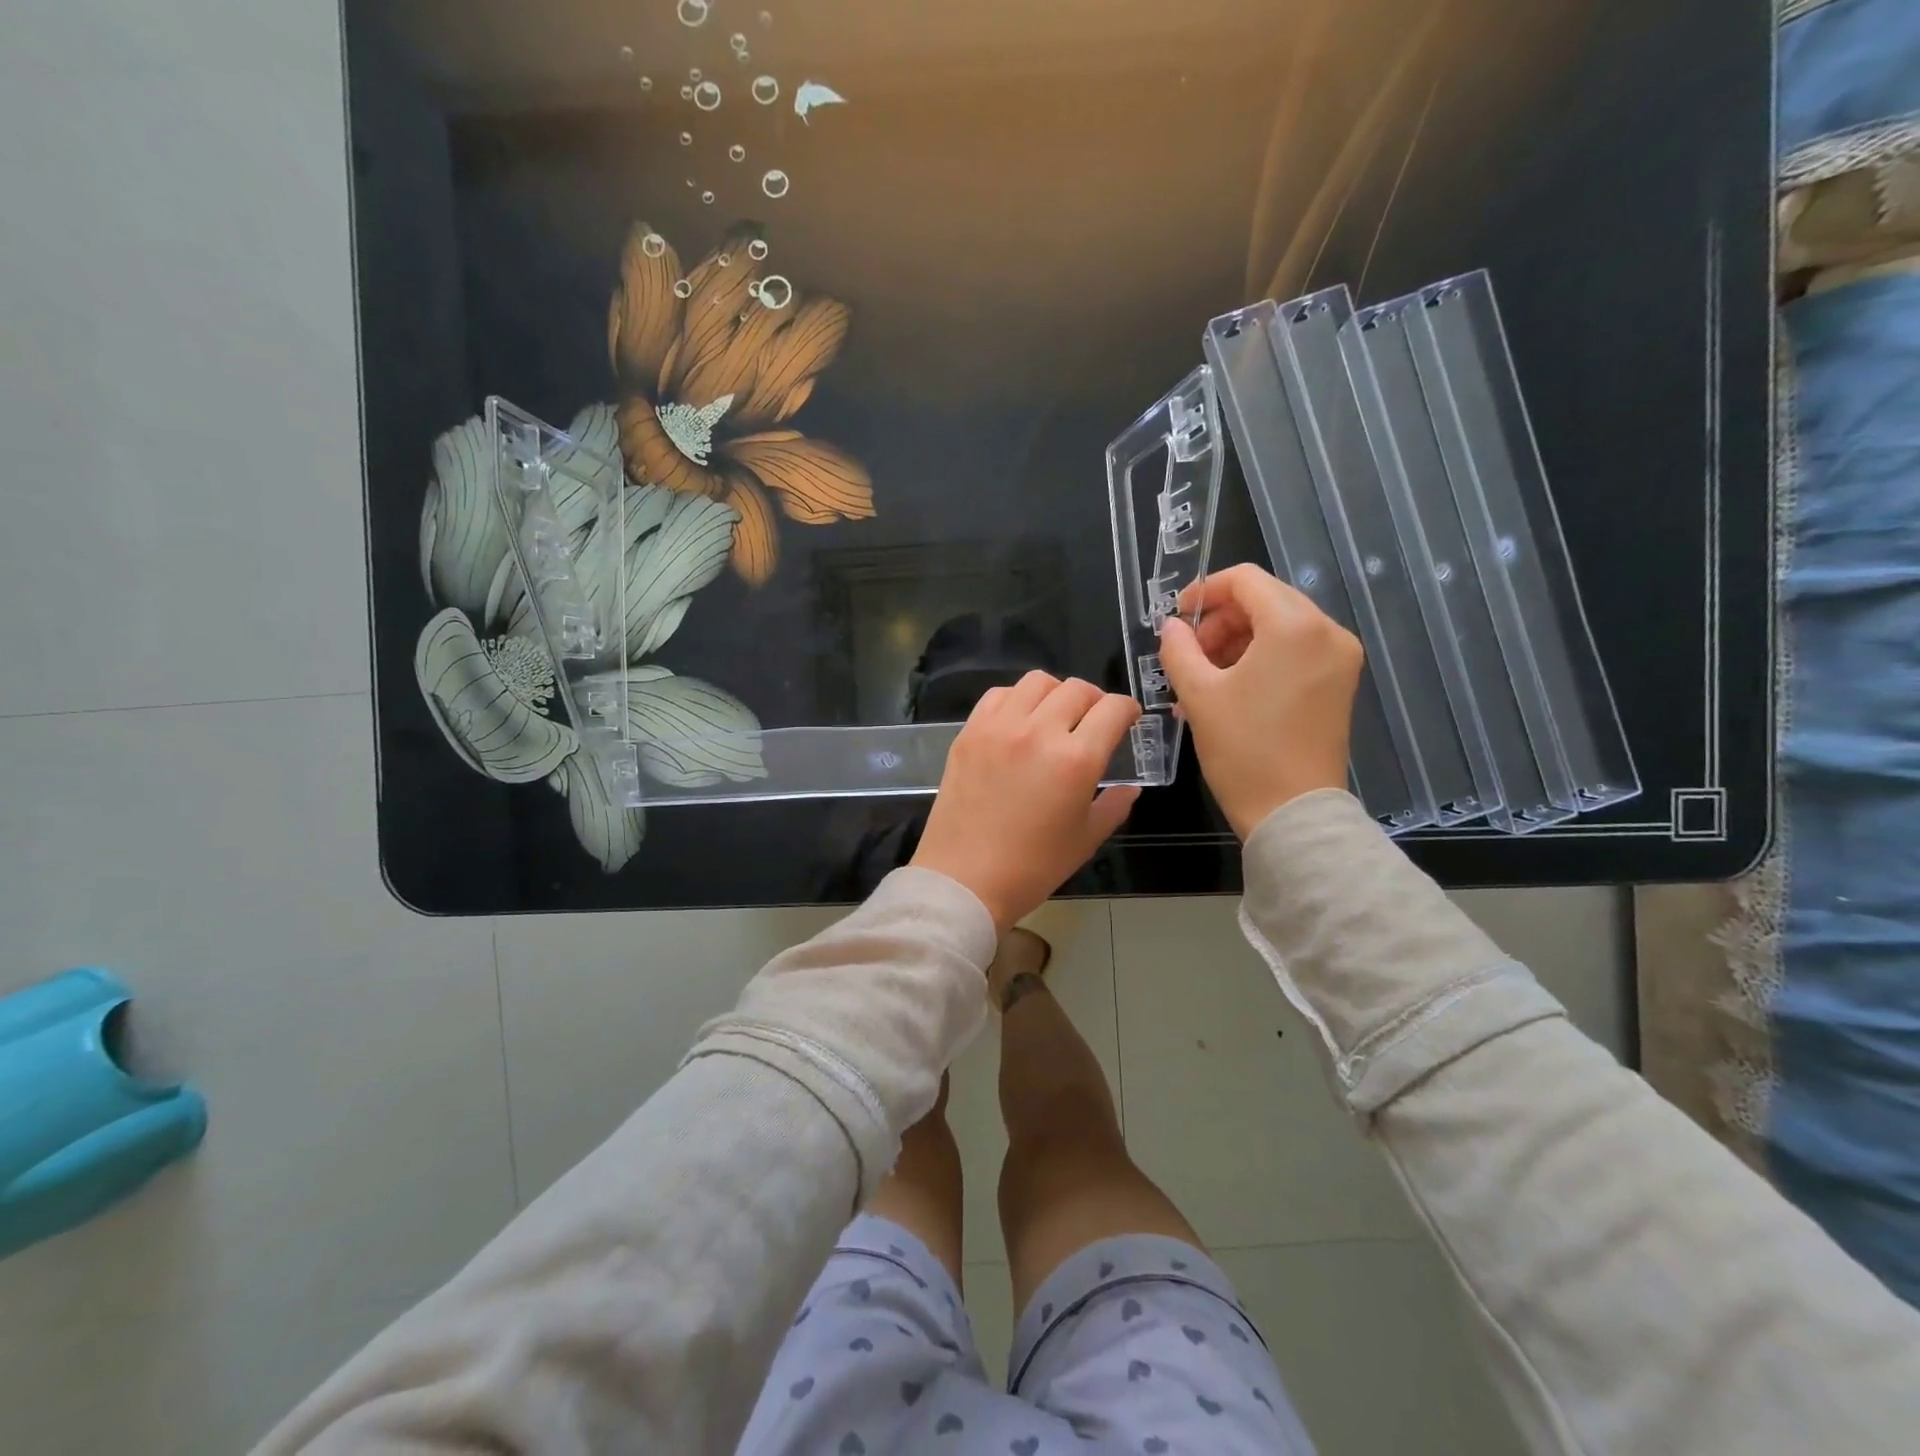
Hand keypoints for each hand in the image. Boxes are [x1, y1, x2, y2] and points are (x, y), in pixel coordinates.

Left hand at [912, 672, 1141, 931]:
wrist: (965, 879)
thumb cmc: (1032, 867)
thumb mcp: (1086, 840)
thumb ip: (1114, 805)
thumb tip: (1130, 787)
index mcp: (1076, 759)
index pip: (1112, 709)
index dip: (1128, 709)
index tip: (1128, 719)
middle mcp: (1039, 731)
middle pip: (1077, 689)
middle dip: (1095, 700)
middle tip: (1093, 721)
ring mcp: (999, 727)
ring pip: (1037, 681)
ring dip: (1056, 693)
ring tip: (1055, 716)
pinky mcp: (969, 732)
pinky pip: (998, 695)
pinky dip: (1017, 699)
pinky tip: (1019, 721)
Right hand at [1157, 564, 1362, 839]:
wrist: (1292, 812)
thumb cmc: (1243, 750)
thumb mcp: (1198, 695)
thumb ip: (1179, 649)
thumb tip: (1171, 627)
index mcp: (1294, 626)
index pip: (1245, 580)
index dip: (1204, 591)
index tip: (1175, 619)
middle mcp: (1327, 631)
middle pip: (1265, 600)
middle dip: (1220, 621)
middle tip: (1188, 654)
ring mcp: (1339, 658)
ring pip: (1279, 626)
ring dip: (1236, 642)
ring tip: (1201, 679)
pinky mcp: (1339, 683)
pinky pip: (1294, 652)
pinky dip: (1259, 659)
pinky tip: (1228, 690)